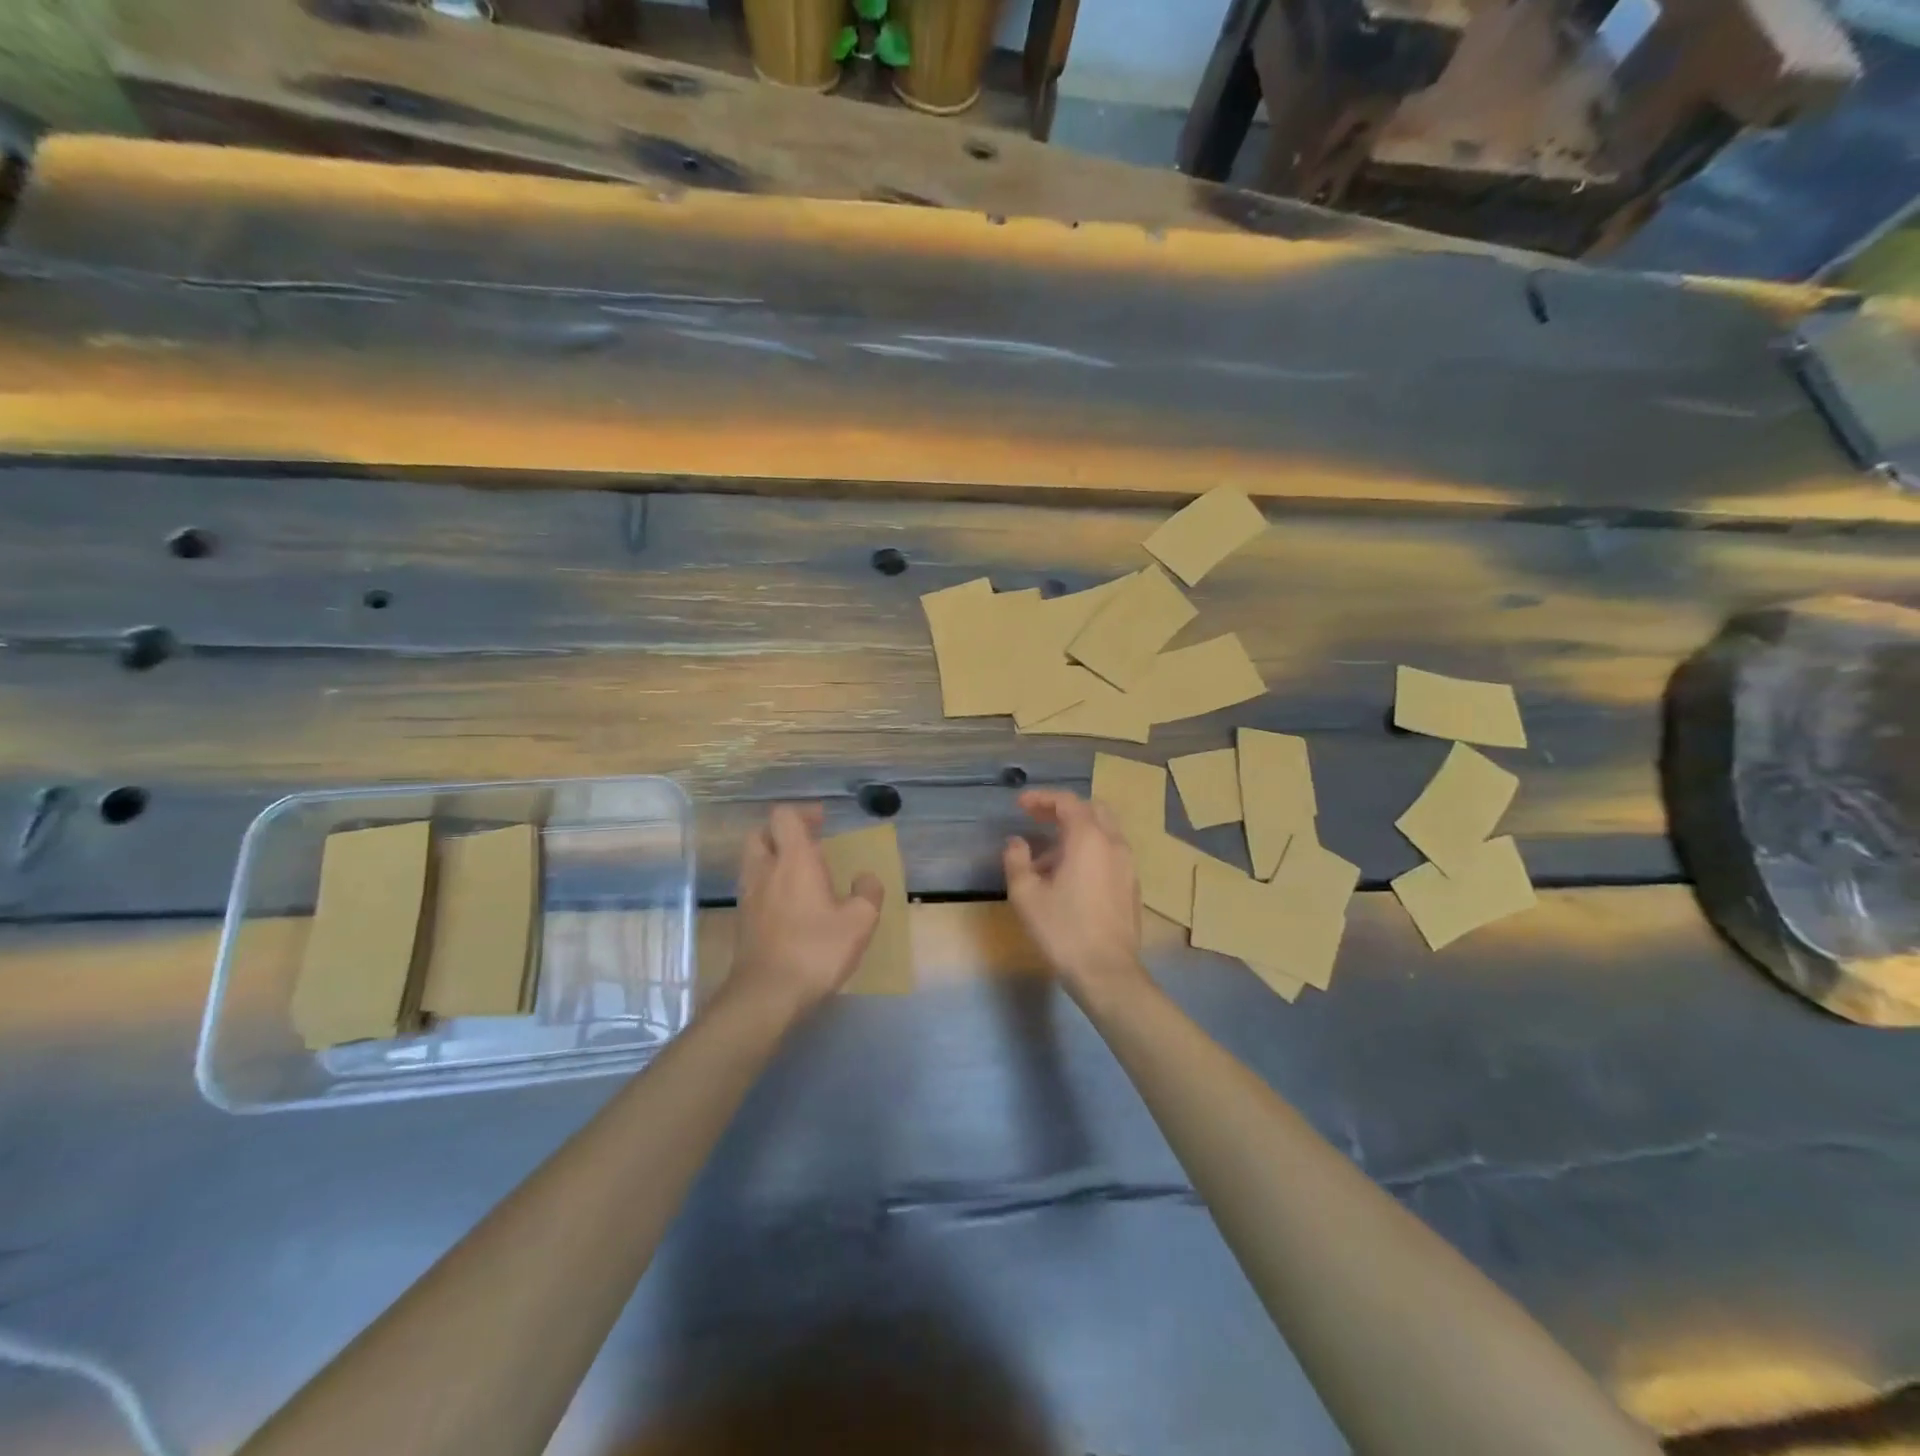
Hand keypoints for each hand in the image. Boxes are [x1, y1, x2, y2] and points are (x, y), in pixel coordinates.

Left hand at [731, 805, 882, 1014]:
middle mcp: (765, 870)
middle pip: (760, 833)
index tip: (822, 822)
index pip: (784, 816)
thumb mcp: (860, 922)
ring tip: (799, 874)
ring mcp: (749, 895)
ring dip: (772, 857)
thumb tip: (866, 878)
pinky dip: (768, 883)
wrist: (767, 993)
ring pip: (753, 860)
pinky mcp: (743, 920)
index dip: (803, 813)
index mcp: (794, 860)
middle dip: (782, 832)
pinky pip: (753, 887)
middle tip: (808, 844)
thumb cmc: (816, 950)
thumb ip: (868, 893)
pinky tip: (789, 903)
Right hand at [1003, 789, 1148, 1004]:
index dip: (1041, 798)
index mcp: (1088, 838)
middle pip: (1091, 809)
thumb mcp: (1026, 895)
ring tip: (1047, 856)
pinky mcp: (1132, 885)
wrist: (1107, 972)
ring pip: (1103, 831)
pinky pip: (1110, 851)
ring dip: (1076, 831)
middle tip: (1036, 819)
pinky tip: (1069, 875)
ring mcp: (1128, 864)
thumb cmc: (1063, 930)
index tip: (1020, 805)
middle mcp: (1113, 843)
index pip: (1067, 801)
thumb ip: (1017, 860)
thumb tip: (1016, 842)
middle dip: (1062, 809)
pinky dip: (1089, 849)